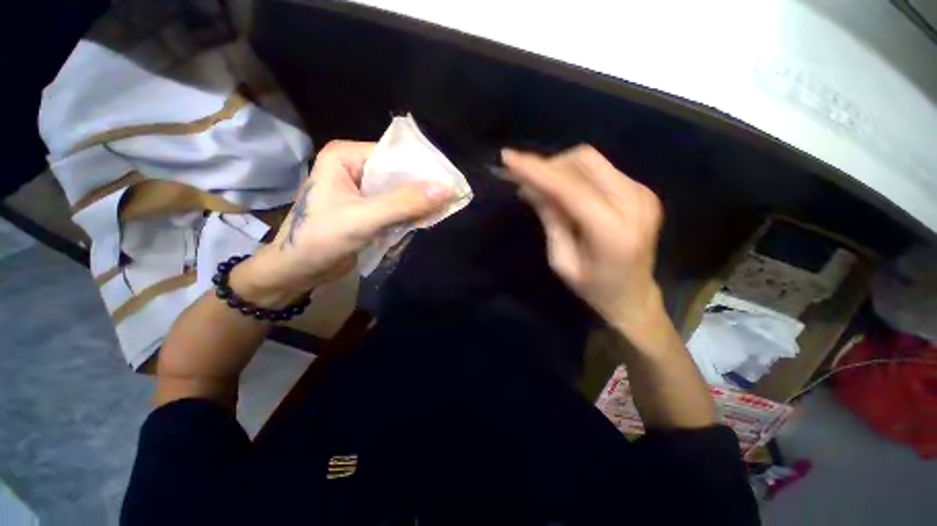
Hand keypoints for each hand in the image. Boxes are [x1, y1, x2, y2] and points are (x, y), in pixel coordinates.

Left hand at [233, 140, 453, 306]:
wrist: (298, 270)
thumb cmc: (319, 240)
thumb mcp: (363, 219)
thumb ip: (403, 203)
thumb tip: (445, 189)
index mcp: (347, 157)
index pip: (394, 155)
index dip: (422, 168)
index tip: (450, 182)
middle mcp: (355, 167)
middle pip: (399, 173)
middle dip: (423, 188)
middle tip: (451, 198)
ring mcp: (363, 189)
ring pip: (400, 191)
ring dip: (419, 202)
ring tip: (444, 210)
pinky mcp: (368, 208)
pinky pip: (396, 206)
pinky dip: (411, 213)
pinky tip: (426, 219)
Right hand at [502, 146, 664, 337]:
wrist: (634, 296)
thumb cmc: (594, 289)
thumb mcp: (562, 262)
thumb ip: (551, 221)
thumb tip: (533, 188)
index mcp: (613, 231)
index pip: (571, 189)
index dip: (538, 171)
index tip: (509, 157)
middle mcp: (635, 203)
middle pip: (584, 162)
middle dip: (548, 165)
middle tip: (522, 179)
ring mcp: (642, 193)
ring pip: (591, 161)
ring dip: (559, 168)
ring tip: (538, 186)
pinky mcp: (641, 190)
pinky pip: (600, 169)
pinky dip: (574, 174)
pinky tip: (560, 189)